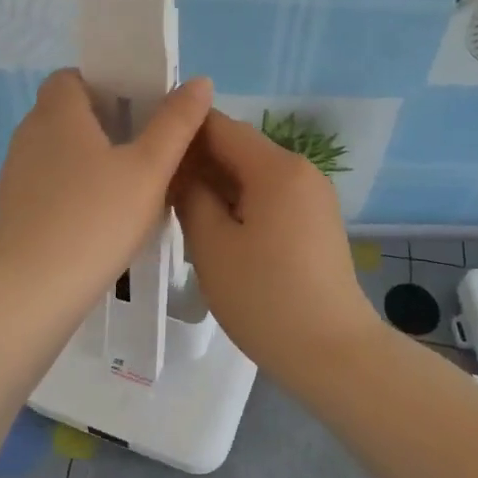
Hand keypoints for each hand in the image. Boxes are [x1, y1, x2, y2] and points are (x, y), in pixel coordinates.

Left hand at [0, 69, 212, 307]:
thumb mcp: (148, 170)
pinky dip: (73, 188)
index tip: (137, 107)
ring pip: (58, 151)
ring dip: (89, 158)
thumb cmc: (96, 219)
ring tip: (128, 185)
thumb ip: (175, 123)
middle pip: (66, 113)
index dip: (104, 83)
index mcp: (58, 114)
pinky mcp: (14, 209)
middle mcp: (29, 136)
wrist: (33, 290)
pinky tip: (100, 218)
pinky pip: (48, 183)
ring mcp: (15, 174)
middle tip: (145, 147)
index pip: (71, 77)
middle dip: (104, 122)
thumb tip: (199, 81)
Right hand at [172, 109, 382, 381]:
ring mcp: (313, 197)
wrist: (331, 351)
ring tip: (176, 207)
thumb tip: (182, 172)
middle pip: (239, 148)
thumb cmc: (264, 296)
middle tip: (153, 183)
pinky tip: (213, 228)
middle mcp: (301, 170)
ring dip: (216, 184)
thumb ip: (190, 196)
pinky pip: (270, 197)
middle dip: (197, 160)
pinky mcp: (316, 223)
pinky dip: (239, 203)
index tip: (146, 144)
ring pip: (253, 175)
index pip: (220, 126)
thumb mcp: (212, 245)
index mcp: (276, 167)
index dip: (180, 130)